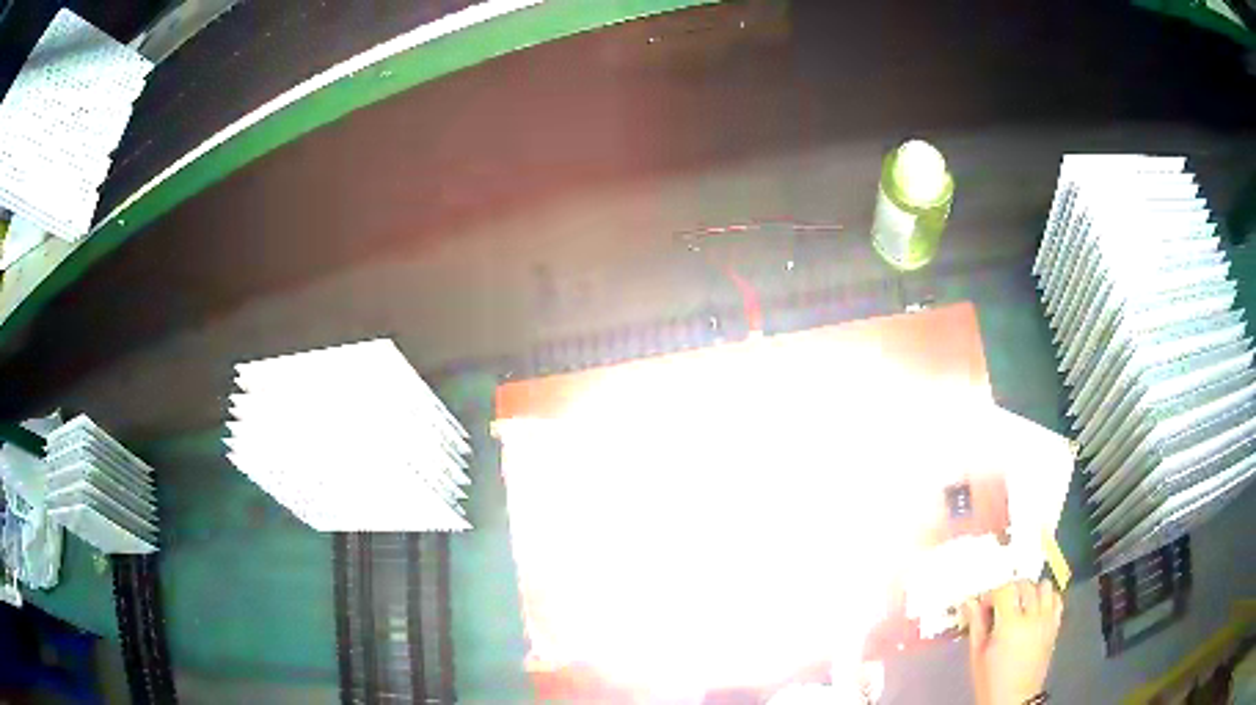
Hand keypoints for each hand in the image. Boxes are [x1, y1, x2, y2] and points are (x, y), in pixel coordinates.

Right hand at [965, 580, 1062, 704]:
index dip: (992, 594)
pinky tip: (1036, 609)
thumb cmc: (990, 680)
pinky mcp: (1056, 626)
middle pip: (1025, 584)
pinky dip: (1047, 598)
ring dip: (1031, 590)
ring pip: (1044, 586)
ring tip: (1020, 605)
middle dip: (1010, 589)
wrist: (1013, 699)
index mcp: (1009, 626)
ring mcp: (1047, 620)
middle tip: (1000, 605)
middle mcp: (1032, 618)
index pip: (1004, 590)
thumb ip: (975, 625)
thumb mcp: (977, 655)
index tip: (984, 607)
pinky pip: (1057, 599)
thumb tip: (969, 601)